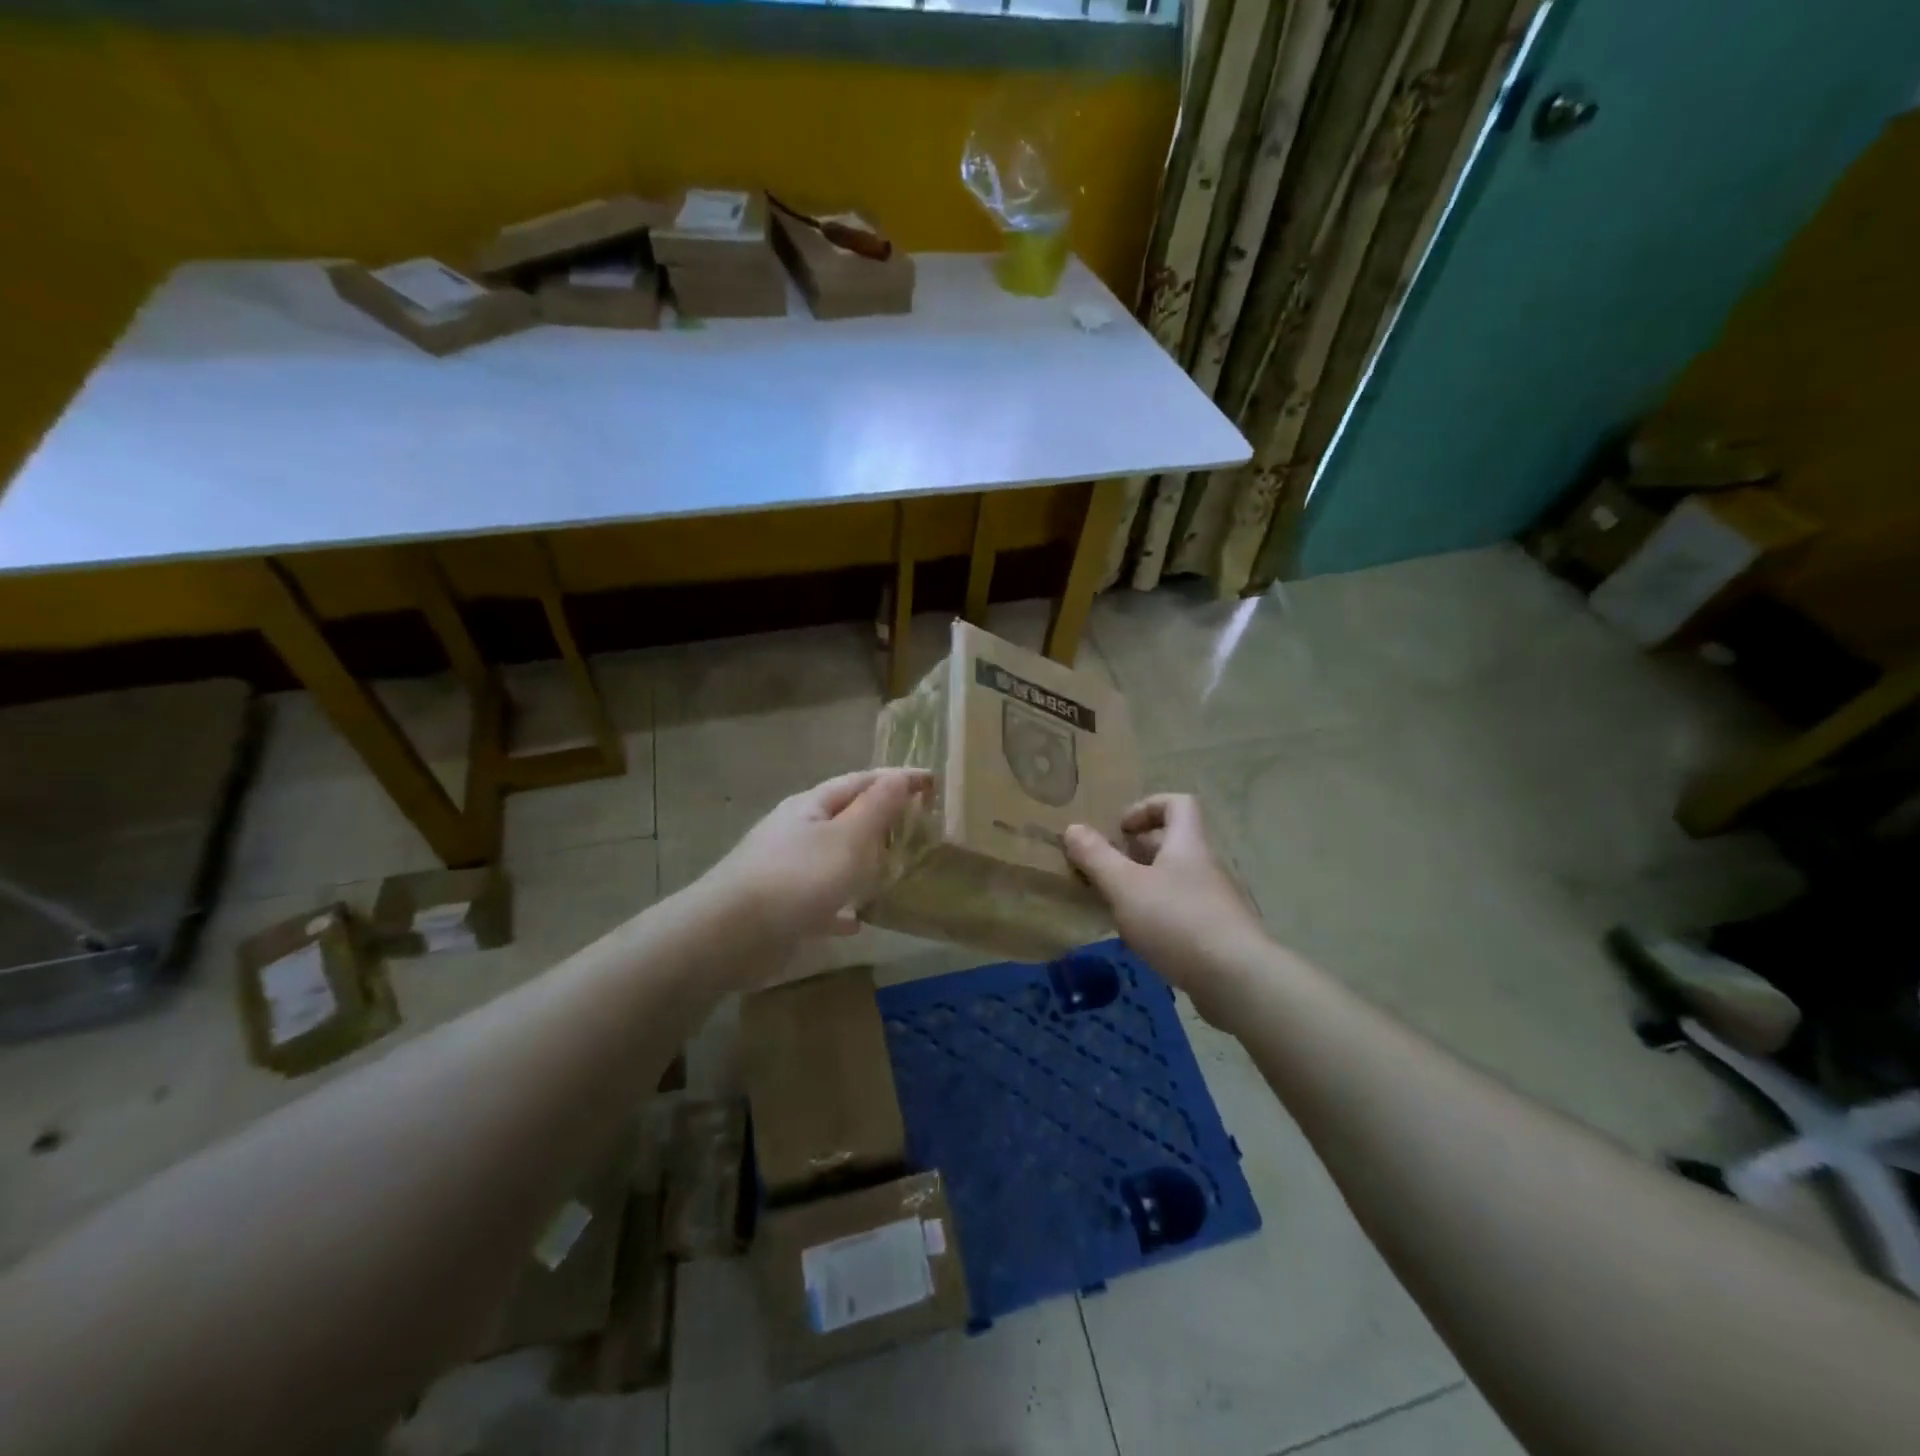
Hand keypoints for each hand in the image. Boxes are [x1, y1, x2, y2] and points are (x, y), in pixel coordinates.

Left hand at [703, 768, 930, 942]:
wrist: (730, 935)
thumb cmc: (796, 877)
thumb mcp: (847, 838)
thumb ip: (876, 808)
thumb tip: (899, 776)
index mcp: (811, 806)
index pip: (861, 781)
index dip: (897, 778)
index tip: (932, 780)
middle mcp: (796, 831)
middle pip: (844, 816)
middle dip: (880, 818)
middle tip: (918, 824)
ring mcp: (785, 869)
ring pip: (833, 858)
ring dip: (861, 861)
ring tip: (893, 869)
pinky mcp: (780, 907)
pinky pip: (819, 900)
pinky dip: (841, 905)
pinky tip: (858, 922)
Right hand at [1064, 794, 1268, 1015]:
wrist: (1238, 980)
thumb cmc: (1177, 921)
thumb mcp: (1125, 887)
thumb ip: (1096, 857)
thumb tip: (1073, 828)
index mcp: (1188, 844)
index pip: (1178, 804)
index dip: (1147, 807)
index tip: (1121, 830)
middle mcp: (1207, 866)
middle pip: (1175, 843)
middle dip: (1138, 852)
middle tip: (1109, 870)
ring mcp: (1218, 901)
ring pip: (1178, 880)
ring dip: (1147, 887)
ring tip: (1118, 907)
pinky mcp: (1221, 934)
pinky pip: (1186, 912)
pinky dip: (1161, 917)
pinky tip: (1143, 941)